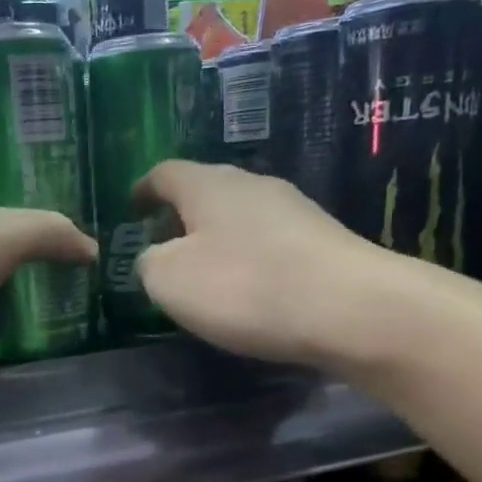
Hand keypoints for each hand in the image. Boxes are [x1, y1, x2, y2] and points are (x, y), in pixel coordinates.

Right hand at [133, 160, 413, 368]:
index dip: (143, 189)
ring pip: (240, 217)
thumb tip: (155, 257)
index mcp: (208, 185)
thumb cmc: (244, 287)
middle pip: (207, 191)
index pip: (165, 173)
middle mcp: (253, 185)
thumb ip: (149, 264)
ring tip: (204, 273)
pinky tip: (249, 289)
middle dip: (182, 216)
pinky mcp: (322, 241)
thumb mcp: (169, 281)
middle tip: (163, 245)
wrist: (349, 308)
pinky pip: (270, 242)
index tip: (131, 206)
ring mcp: (294, 210)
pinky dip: (249, 259)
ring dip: (217, 239)